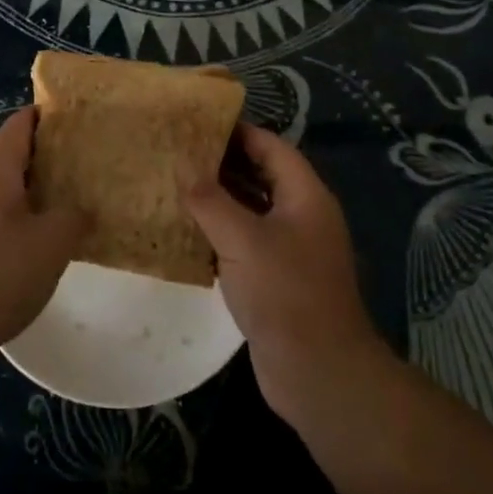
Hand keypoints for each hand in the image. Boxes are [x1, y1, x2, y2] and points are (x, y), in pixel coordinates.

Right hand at [186, 126, 388, 427]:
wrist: (318, 371)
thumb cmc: (285, 293)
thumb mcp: (242, 240)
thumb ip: (210, 200)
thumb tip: (182, 165)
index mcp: (305, 196)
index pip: (270, 146)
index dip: (237, 131)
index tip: (196, 121)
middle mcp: (301, 215)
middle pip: (261, 174)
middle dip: (222, 163)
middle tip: (177, 150)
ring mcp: (290, 248)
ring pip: (251, 209)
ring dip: (218, 198)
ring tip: (174, 182)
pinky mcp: (276, 277)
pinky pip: (245, 241)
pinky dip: (219, 231)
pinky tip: (185, 229)